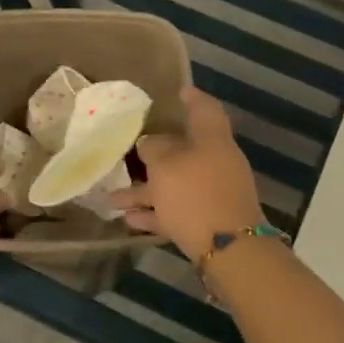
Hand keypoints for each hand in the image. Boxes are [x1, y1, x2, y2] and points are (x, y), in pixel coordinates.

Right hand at [112, 88, 264, 260]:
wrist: (231, 250)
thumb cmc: (196, 195)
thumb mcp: (165, 165)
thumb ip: (154, 149)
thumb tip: (150, 143)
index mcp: (212, 139)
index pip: (205, 109)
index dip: (192, 98)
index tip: (179, 91)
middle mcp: (217, 162)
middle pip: (185, 151)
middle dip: (155, 154)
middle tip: (131, 151)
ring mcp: (215, 194)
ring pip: (177, 184)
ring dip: (146, 191)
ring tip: (113, 198)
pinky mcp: (210, 222)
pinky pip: (178, 210)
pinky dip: (155, 213)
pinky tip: (129, 220)